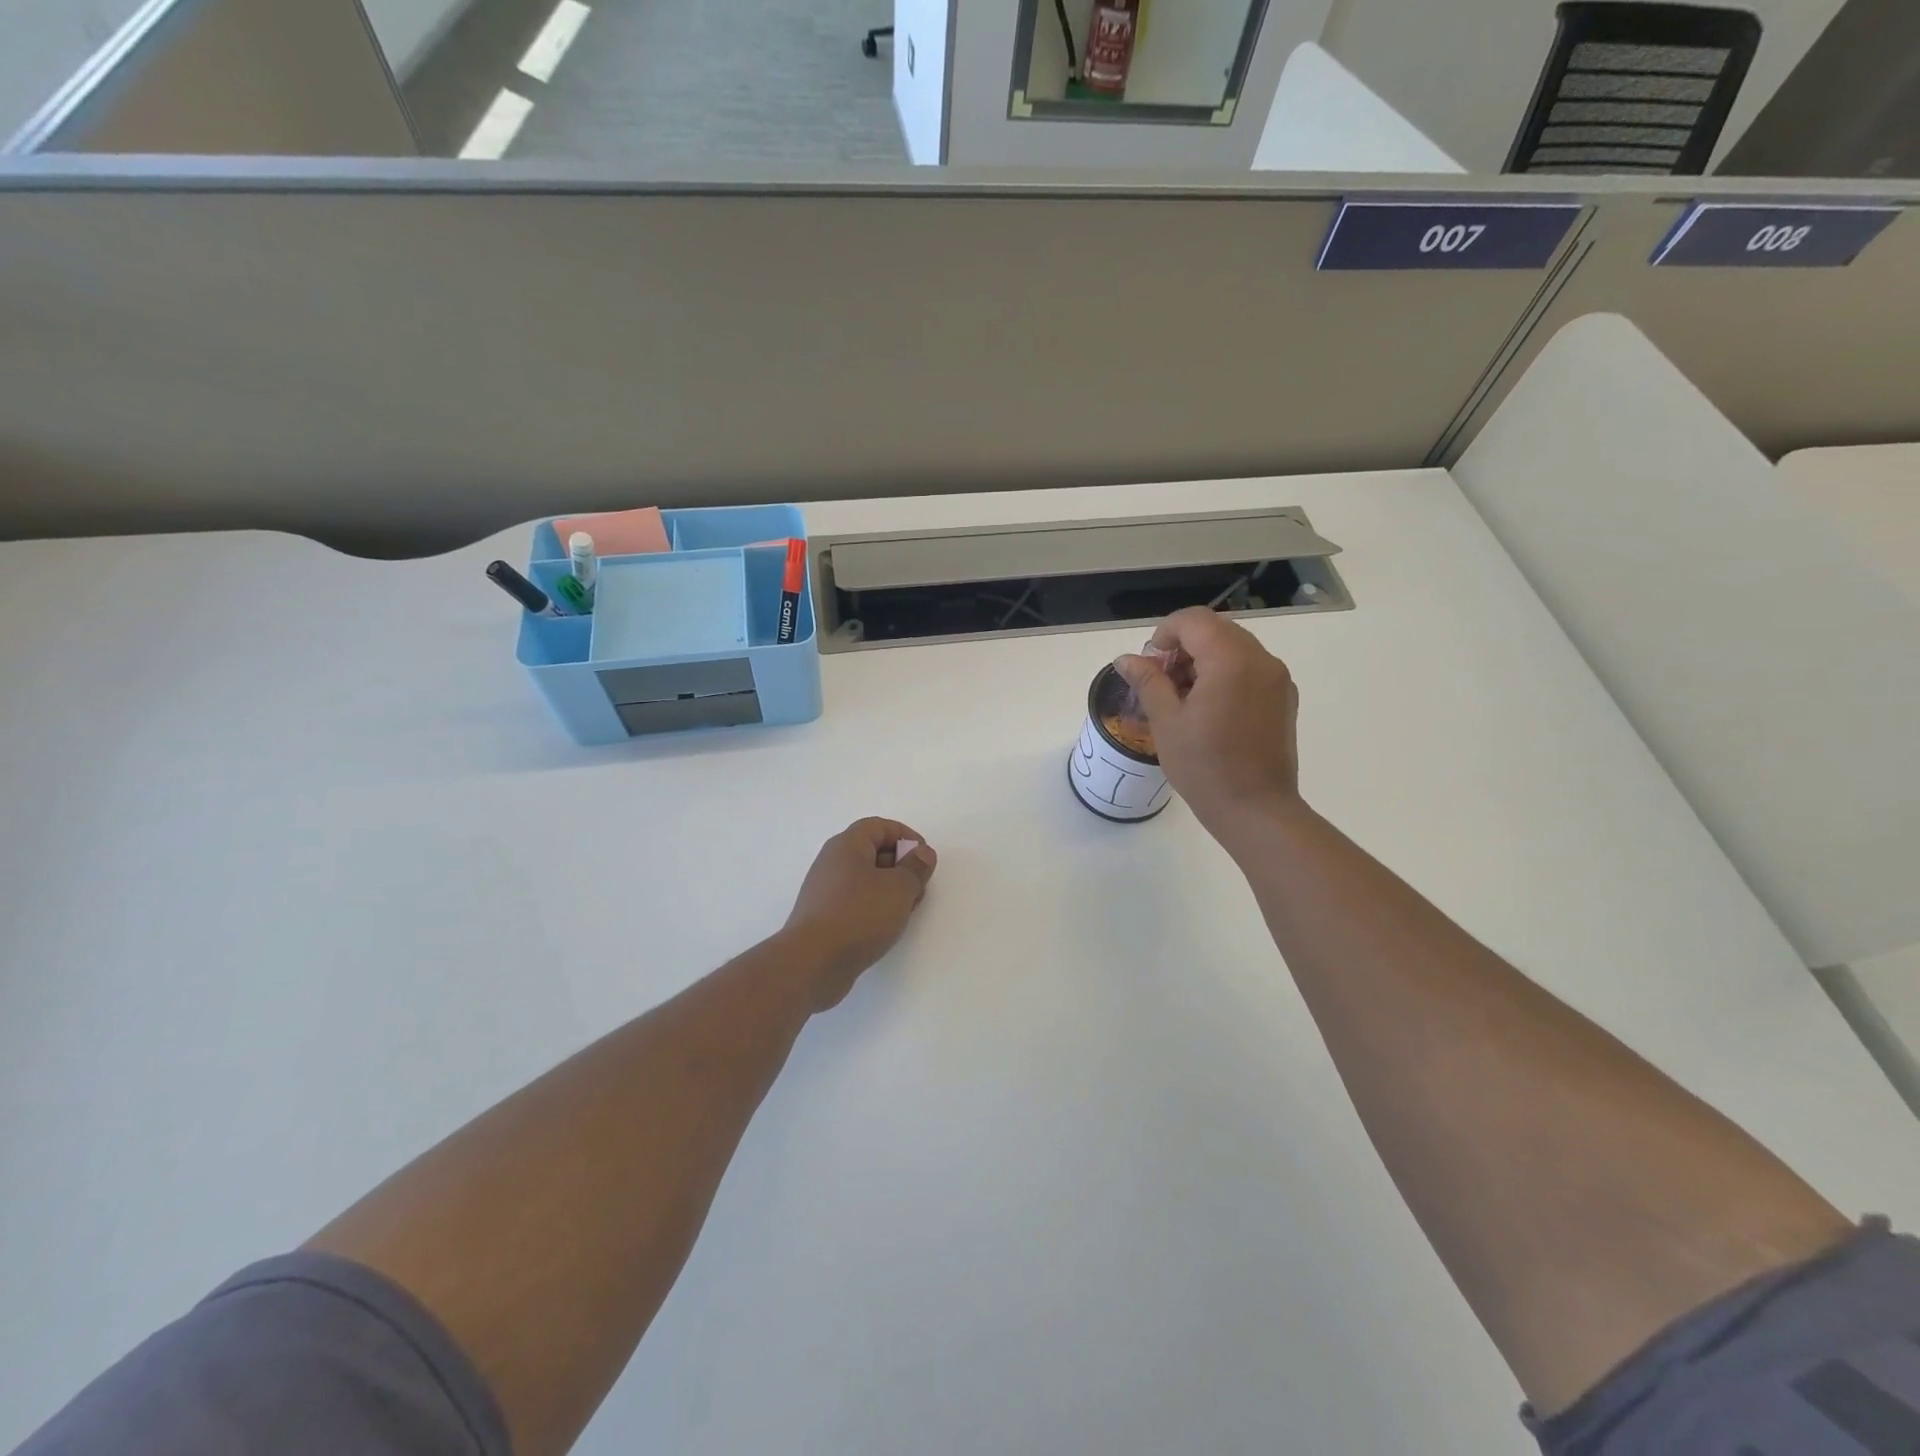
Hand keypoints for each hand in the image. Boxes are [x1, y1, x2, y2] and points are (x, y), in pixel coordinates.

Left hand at [782, 818, 937, 1009]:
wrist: (813, 962)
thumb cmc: (859, 915)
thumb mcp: (899, 888)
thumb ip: (916, 867)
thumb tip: (922, 853)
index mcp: (847, 845)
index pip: (879, 826)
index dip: (906, 836)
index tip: (924, 858)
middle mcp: (832, 862)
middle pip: (872, 851)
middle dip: (900, 865)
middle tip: (918, 887)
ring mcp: (825, 890)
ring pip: (865, 879)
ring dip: (890, 889)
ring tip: (906, 910)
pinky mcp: (823, 916)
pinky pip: (855, 901)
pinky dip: (874, 907)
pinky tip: (886, 926)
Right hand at [1114, 607, 1301, 842]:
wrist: (1256, 810)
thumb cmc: (1205, 767)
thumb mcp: (1166, 722)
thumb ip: (1148, 681)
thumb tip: (1126, 659)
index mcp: (1231, 660)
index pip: (1194, 620)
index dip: (1165, 634)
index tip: (1150, 666)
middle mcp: (1261, 660)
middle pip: (1216, 630)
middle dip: (1184, 647)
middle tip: (1162, 683)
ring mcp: (1278, 679)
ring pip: (1234, 648)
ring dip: (1204, 661)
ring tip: (1183, 700)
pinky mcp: (1284, 698)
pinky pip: (1250, 669)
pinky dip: (1225, 675)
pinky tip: (1209, 710)